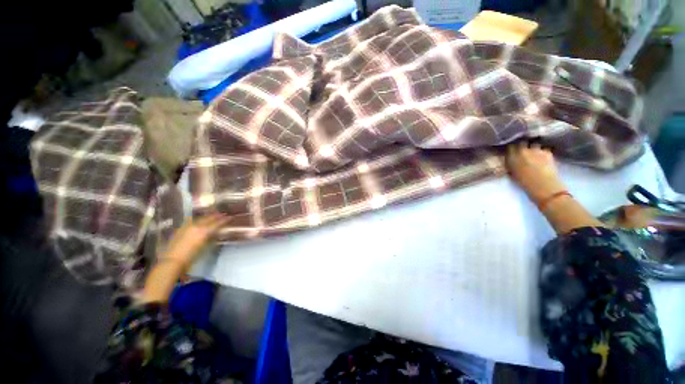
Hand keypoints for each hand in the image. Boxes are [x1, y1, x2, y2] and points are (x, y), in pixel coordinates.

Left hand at [161, 213, 229, 270]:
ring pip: (200, 218)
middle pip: (209, 218)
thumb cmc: (192, 256)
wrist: (173, 260)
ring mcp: (188, 226)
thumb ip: (211, 237)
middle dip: (216, 216)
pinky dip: (197, 219)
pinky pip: (191, 220)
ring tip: (212, 215)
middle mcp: (197, 226)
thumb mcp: (205, 247)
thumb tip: (216, 232)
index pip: (217, 223)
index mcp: (205, 231)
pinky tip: (199, 220)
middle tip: (223, 214)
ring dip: (207, 216)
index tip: (230, 217)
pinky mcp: (181, 228)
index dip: (225, 219)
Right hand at [506, 141, 565, 203]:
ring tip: (535, 152)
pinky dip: (543, 151)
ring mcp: (536, 150)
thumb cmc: (526, 184)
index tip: (512, 149)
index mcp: (512, 158)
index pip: (510, 146)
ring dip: (534, 147)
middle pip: (522, 142)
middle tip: (523, 149)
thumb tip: (511, 159)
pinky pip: (544, 148)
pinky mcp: (548, 152)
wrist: (545, 187)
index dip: (512, 147)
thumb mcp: (513, 174)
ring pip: (534, 144)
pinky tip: (544, 156)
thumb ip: (512, 164)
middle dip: (523, 145)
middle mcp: (523, 151)